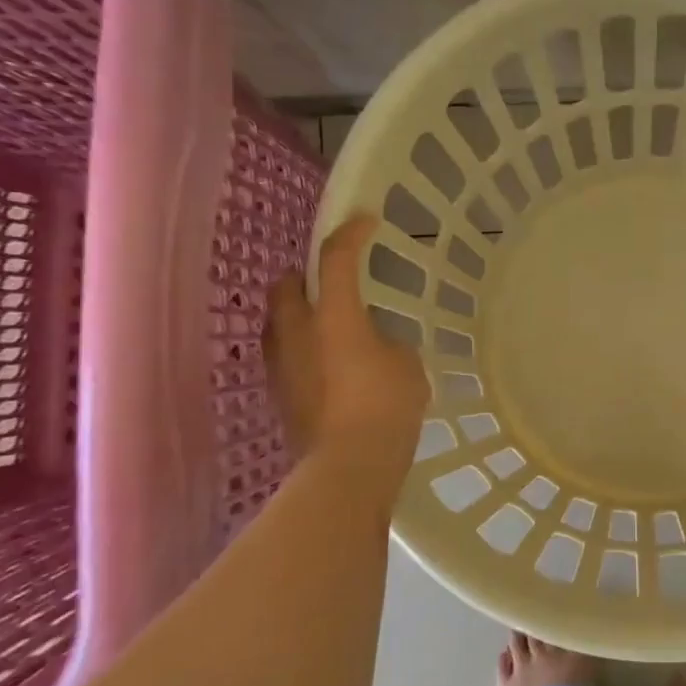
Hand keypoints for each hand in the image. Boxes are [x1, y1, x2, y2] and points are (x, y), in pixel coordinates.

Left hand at [263, 214, 431, 468]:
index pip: (336, 259)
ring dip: (299, 311)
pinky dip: (301, 346)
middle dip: (306, 273)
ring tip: (328, 323)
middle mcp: (297, 331)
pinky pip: (285, 353)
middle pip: (287, 283)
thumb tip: (372, 345)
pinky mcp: (279, 393)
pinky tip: (327, 363)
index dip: (351, 233)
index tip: (365, 220)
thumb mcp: (406, 364)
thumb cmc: (386, 406)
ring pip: (279, 320)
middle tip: (333, 280)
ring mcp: (282, 363)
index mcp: (334, 315)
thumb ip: (386, 342)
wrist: (348, 466)